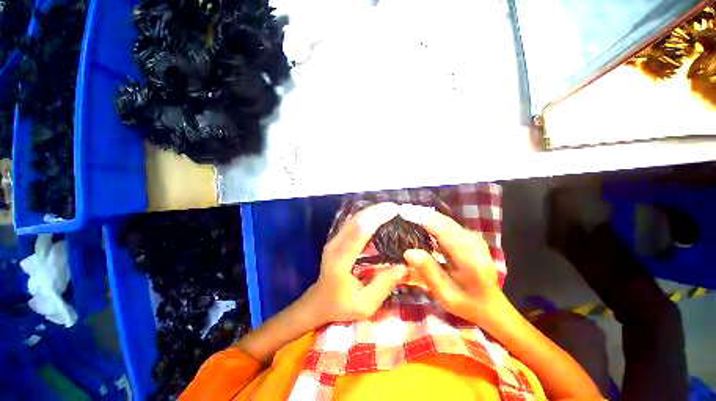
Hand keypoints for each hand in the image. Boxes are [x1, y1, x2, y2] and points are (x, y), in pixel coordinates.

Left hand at [301, 203, 407, 325]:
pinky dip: (365, 216)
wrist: (319, 301)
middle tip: (395, 207)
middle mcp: (335, 245)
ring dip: (370, 211)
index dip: (376, 218)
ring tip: (388, 208)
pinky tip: (376, 215)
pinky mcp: (336, 239)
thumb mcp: (365, 304)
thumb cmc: (341, 305)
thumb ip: (383, 286)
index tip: (393, 211)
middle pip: (355, 220)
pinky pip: (351, 223)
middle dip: (375, 211)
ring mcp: (334, 240)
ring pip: (352, 219)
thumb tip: (404, 266)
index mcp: (340, 260)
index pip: (359, 232)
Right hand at [399, 205, 504, 324]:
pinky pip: (446, 224)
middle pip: (442, 220)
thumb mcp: (445, 294)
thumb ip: (428, 272)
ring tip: (406, 218)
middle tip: (399, 215)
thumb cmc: (467, 303)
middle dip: (420, 215)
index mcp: (469, 258)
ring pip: (443, 219)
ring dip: (424, 217)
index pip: (442, 229)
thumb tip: (408, 251)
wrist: (490, 304)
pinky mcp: (468, 236)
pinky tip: (419, 225)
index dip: (420, 219)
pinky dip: (431, 222)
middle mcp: (473, 241)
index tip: (401, 214)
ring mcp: (472, 237)